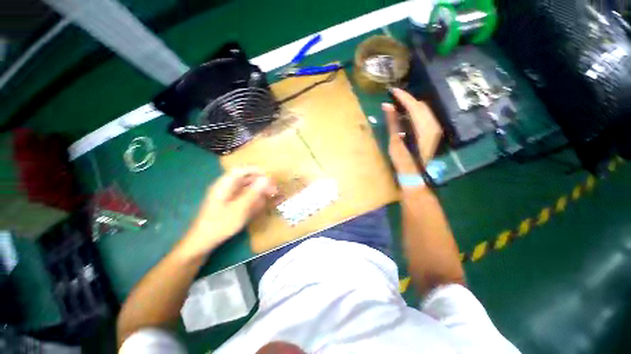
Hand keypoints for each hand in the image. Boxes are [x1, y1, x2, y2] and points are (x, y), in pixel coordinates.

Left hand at [178, 167, 277, 258]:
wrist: (203, 242)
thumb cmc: (220, 224)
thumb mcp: (239, 208)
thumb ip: (253, 193)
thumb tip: (266, 179)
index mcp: (225, 184)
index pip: (241, 169)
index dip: (256, 170)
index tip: (269, 176)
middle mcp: (227, 187)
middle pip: (246, 178)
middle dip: (261, 182)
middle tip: (274, 189)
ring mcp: (229, 196)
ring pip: (247, 187)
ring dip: (260, 190)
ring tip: (272, 196)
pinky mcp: (231, 204)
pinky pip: (246, 196)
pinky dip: (255, 198)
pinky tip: (262, 203)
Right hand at [382, 88, 442, 174]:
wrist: (414, 174)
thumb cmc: (402, 160)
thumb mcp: (395, 140)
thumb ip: (392, 122)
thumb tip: (386, 105)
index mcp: (423, 128)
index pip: (414, 106)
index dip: (403, 97)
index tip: (392, 91)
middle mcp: (433, 125)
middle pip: (421, 105)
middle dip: (408, 99)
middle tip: (394, 97)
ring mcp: (435, 128)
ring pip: (425, 109)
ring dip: (412, 105)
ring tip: (399, 104)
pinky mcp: (434, 131)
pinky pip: (426, 115)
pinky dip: (416, 111)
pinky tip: (407, 113)